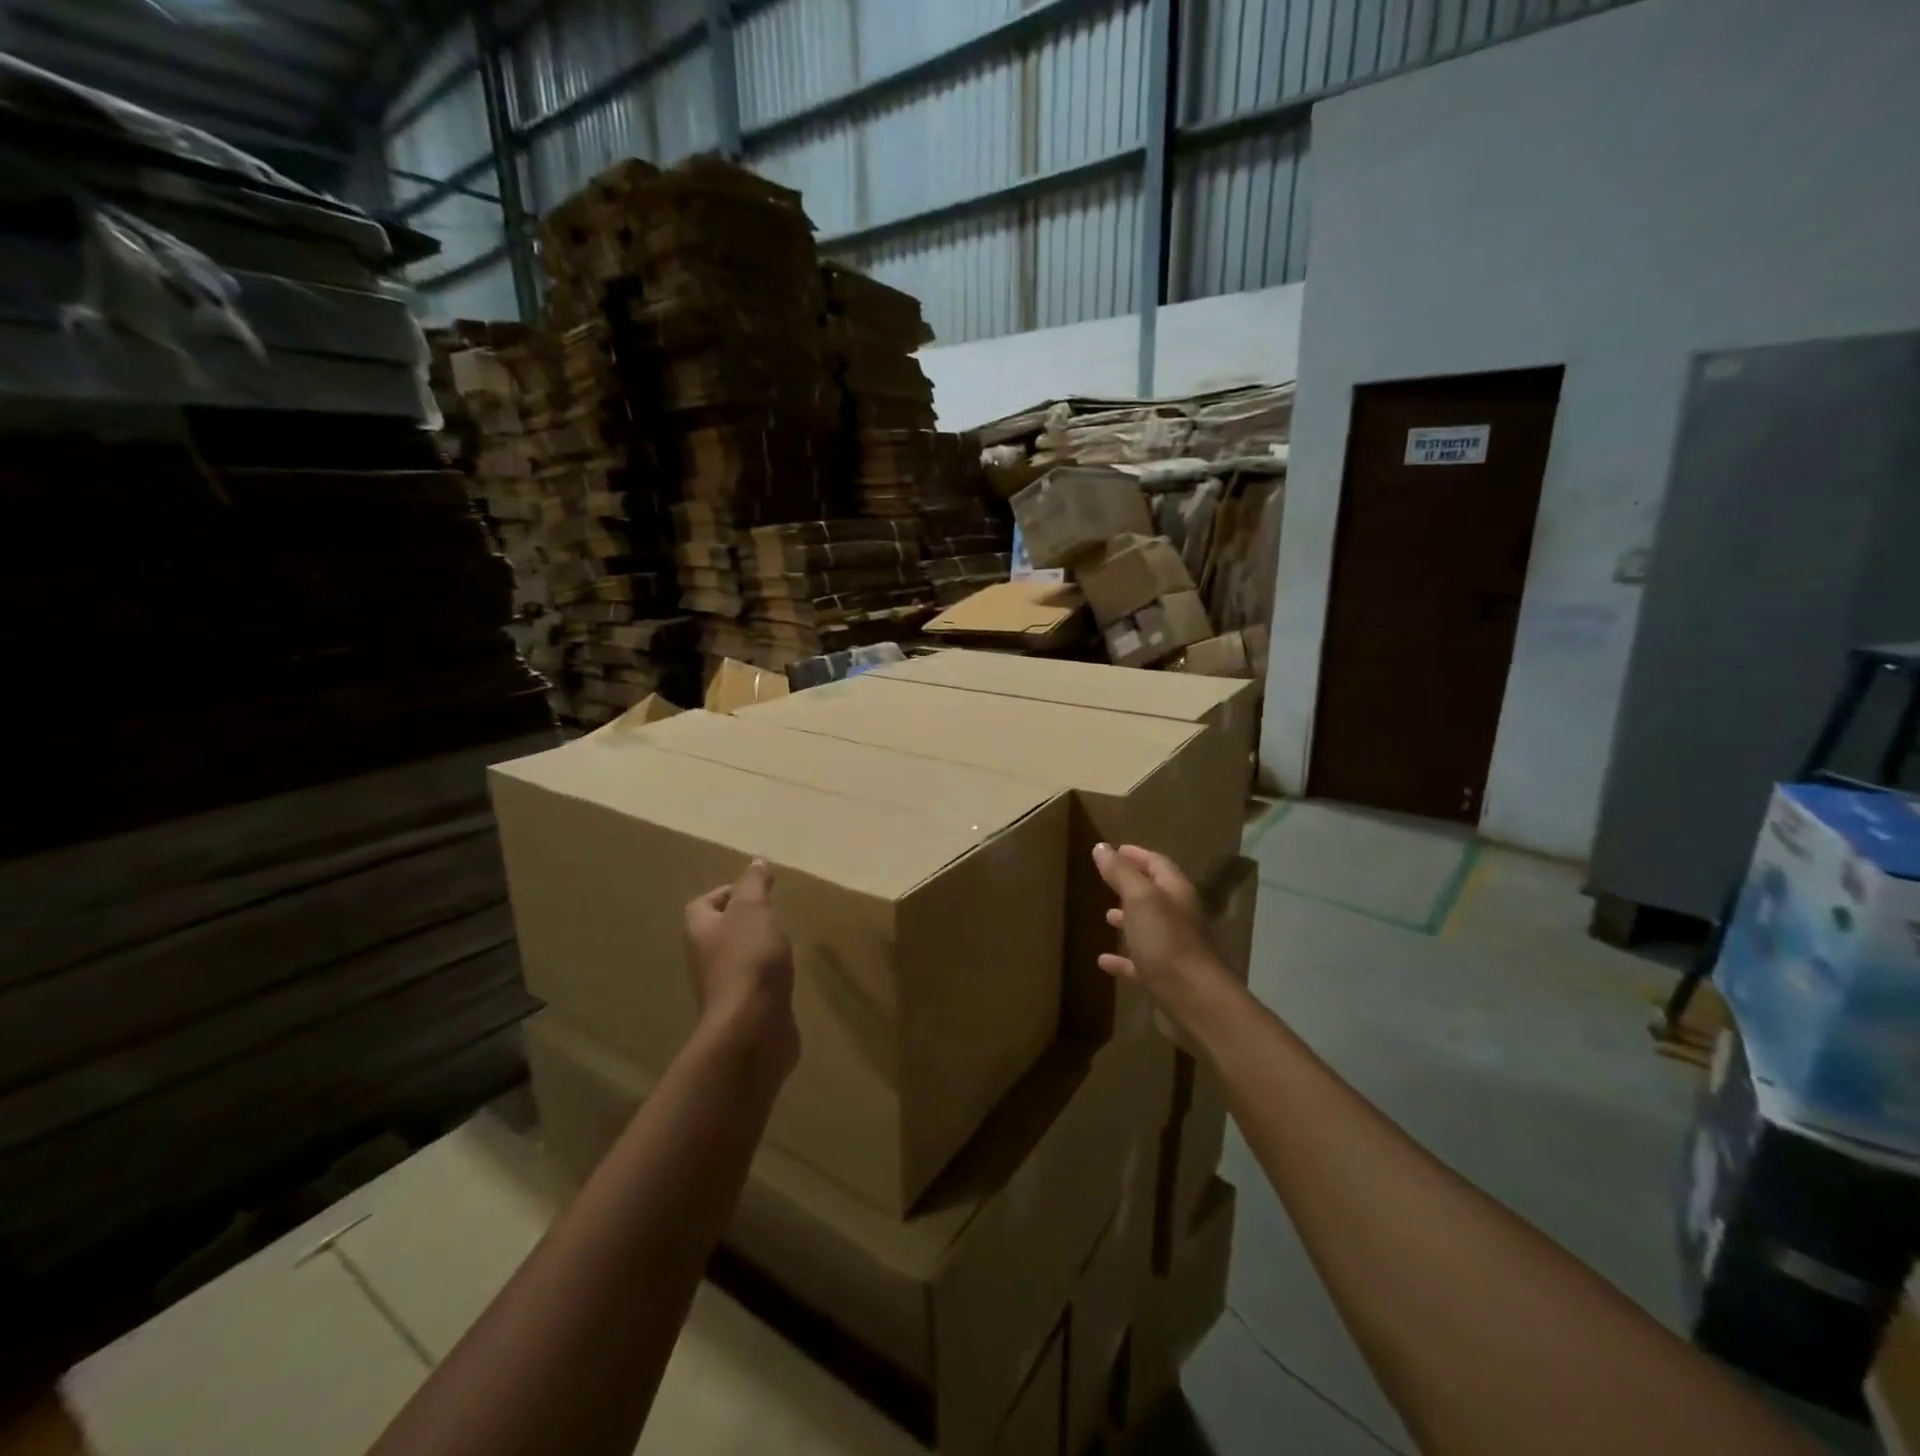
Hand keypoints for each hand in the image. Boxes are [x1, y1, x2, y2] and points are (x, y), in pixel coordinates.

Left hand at [685, 860, 798, 1077]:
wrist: (753, 1027)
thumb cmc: (749, 959)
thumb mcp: (754, 909)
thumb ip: (755, 884)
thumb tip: (756, 861)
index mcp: (701, 931)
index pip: (703, 904)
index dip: (726, 893)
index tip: (757, 890)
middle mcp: (706, 958)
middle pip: (720, 931)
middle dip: (745, 921)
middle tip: (774, 914)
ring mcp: (724, 987)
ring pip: (738, 958)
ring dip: (758, 949)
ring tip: (784, 942)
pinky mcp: (745, 1009)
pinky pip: (755, 985)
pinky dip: (769, 977)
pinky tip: (788, 975)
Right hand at [1093, 843, 1229, 1041]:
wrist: (1193, 1001)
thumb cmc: (1166, 941)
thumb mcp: (1140, 899)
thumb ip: (1121, 873)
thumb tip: (1102, 847)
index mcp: (1176, 893)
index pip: (1157, 864)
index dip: (1136, 855)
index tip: (1114, 850)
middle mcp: (1178, 917)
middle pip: (1154, 894)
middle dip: (1131, 885)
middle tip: (1106, 880)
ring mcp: (1173, 948)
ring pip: (1148, 927)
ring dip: (1128, 919)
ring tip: (1106, 916)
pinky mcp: (1165, 977)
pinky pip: (1139, 961)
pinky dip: (1122, 958)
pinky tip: (1103, 961)